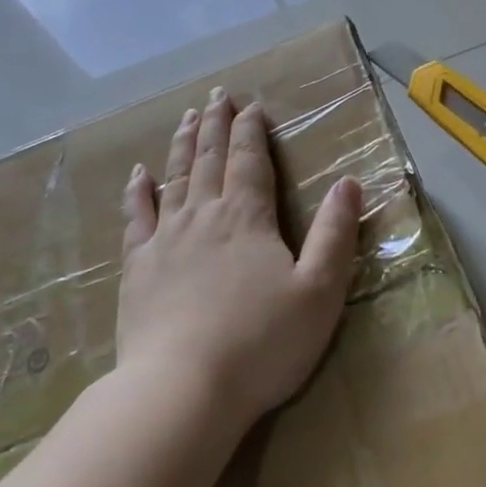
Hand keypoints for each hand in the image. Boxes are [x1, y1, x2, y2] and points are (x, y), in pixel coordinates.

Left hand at [118, 89, 362, 428]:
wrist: (183, 391)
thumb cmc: (262, 343)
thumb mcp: (319, 291)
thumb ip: (335, 234)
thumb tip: (349, 182)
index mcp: (248, 218)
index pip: (250, 161)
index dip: (251, 131)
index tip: (251, 105)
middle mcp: (204, 216)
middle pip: (209, 159)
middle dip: (215, 125)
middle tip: (216, 96)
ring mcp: (165, 240)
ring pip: (174, 178)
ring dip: (182, 145)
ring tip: (186, 117)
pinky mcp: (137, 269)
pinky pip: (136, 218)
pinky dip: (138, 192)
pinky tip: (139, 175)